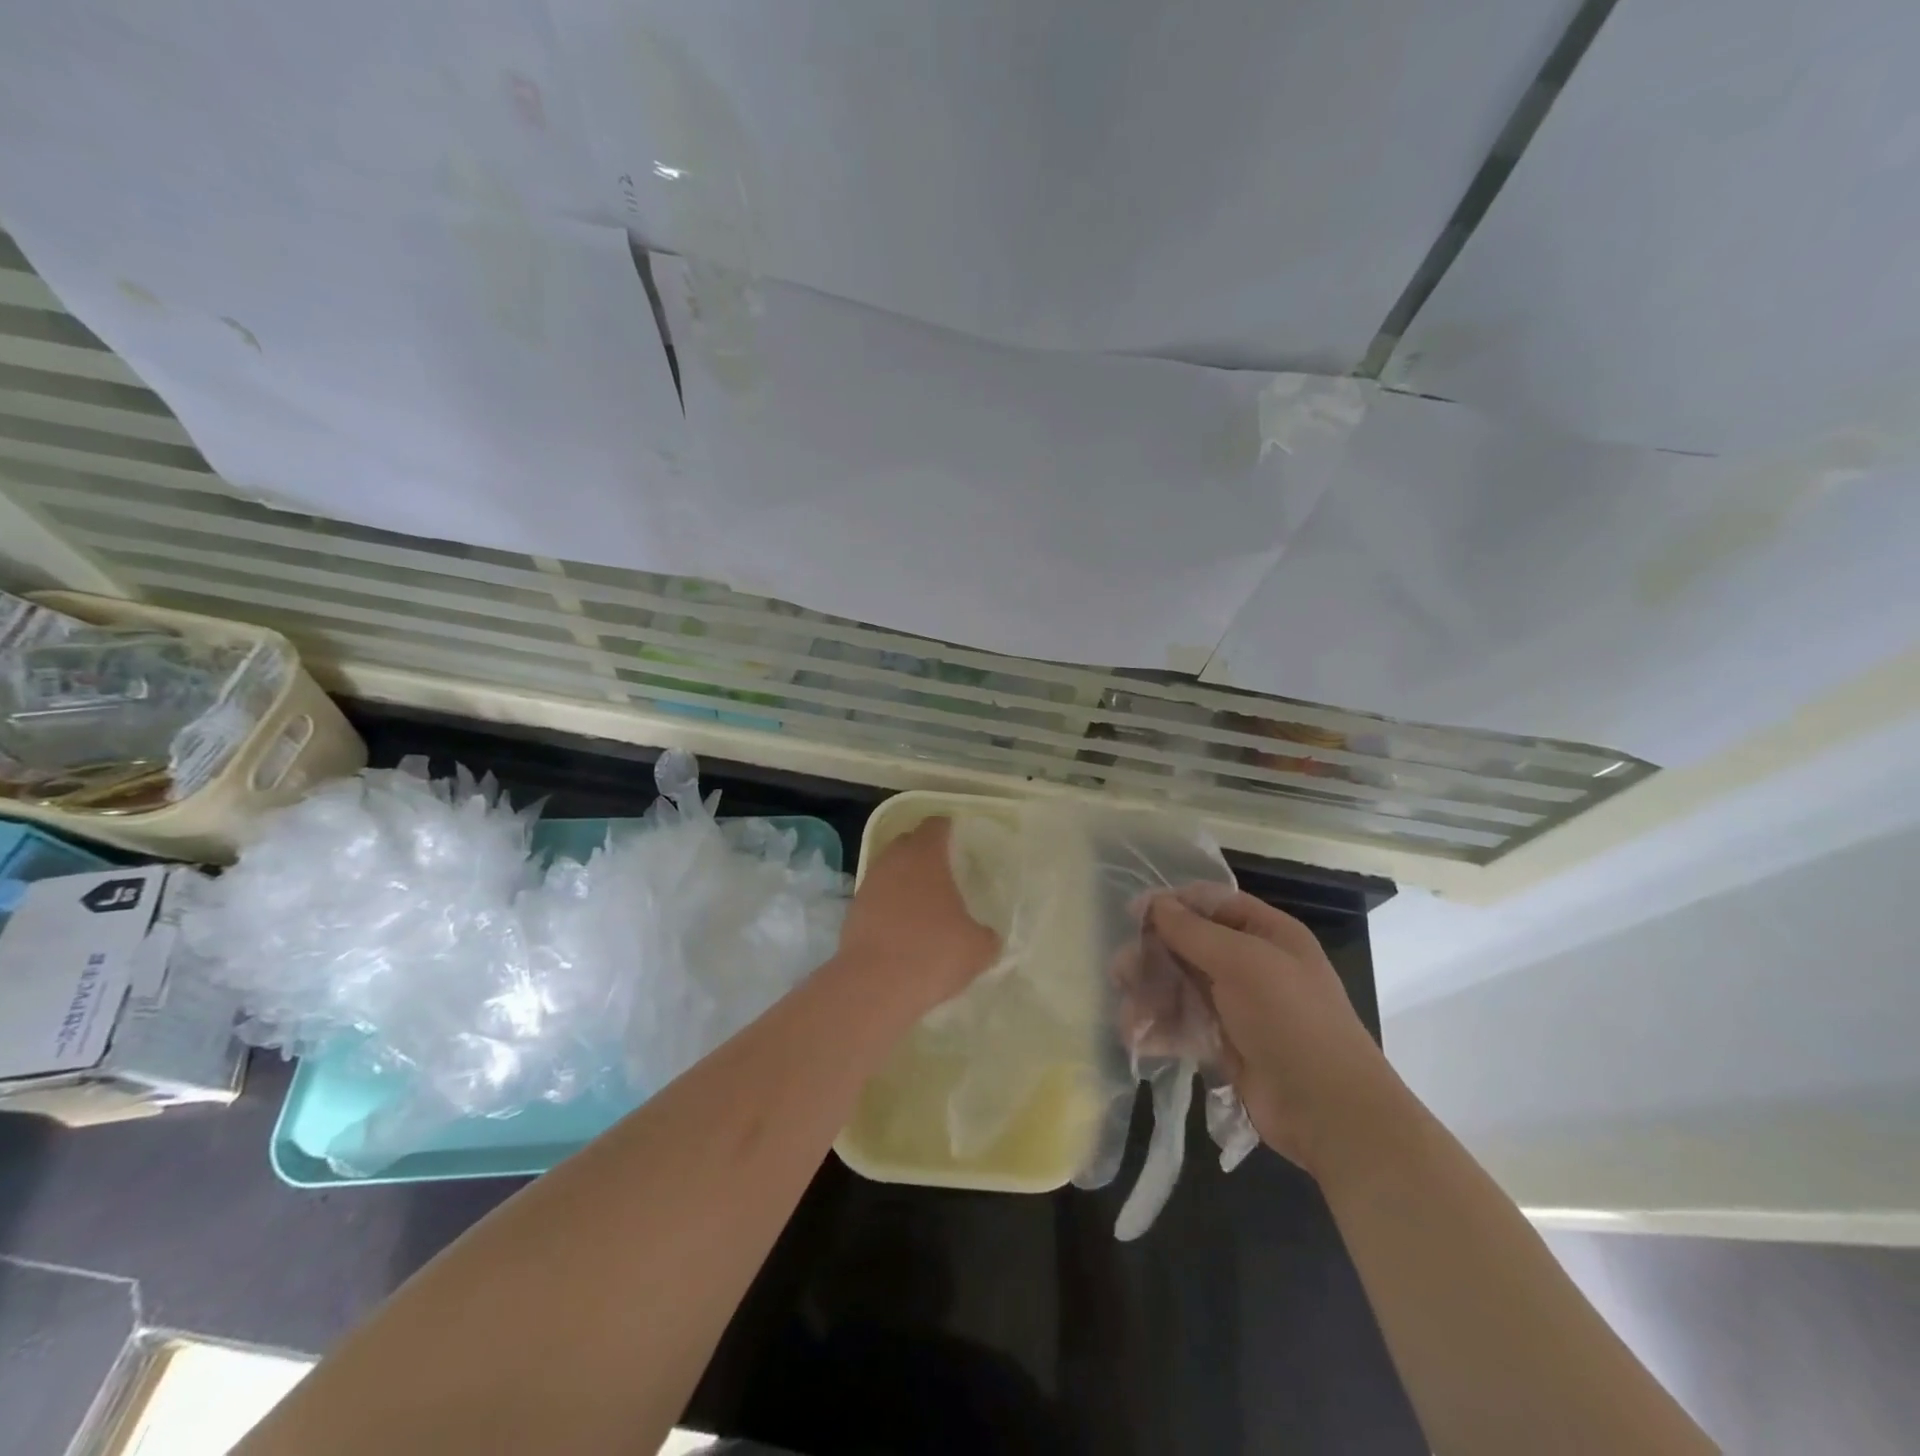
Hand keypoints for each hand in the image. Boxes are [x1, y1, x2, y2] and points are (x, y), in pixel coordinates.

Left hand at [837, 818, 1000, 1014]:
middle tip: (944, 872)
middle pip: (908, 843)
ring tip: (924, 903)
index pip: (935, 826)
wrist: (874, 986)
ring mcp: (869, 885)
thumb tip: (986, 936)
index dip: (948, 829)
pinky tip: (903, 929)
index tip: (959, 840)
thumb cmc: (933, 953)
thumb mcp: (977, 948)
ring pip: (889, 870)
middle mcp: (893, 861)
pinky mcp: (853, 912)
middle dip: (924, 852)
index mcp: (925, 856)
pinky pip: (877, 898)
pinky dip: (889, 905)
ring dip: (905, 880)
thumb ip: (986, 936)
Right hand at [1146, 887, 1403, 1176]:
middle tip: (1121, 971)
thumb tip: (1154, 902)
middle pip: (1189, 946)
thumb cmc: (1289, 1020)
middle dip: (1153, 956)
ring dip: (1151, 996)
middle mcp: (1252, 964)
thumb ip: (1192, 932)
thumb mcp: (1242, 963)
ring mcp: (1238, 1006)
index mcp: (1267, 934)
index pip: (1212, 904)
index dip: (1173, 905)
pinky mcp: (1225, 1045)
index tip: (1134, 915)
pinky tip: (1137, 1038)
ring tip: (1128, 1015)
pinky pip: (1184, 1025)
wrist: (1329, 1112)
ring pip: (1181, 986)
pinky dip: (1160, 1029)